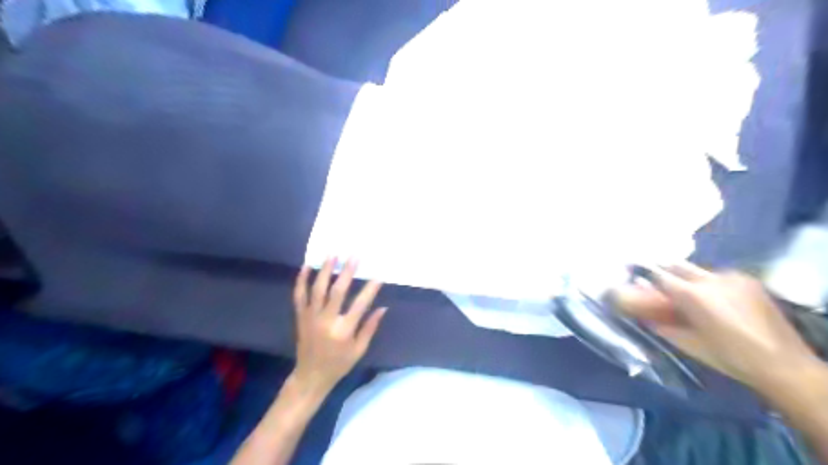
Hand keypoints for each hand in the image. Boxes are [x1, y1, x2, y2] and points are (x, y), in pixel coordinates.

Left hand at [291, 259, 388, 395]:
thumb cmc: (339, 364)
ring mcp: (310, 317)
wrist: (310, 376)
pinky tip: (306, 266)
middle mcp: (326, 321)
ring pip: (317, 289)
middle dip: (347, 272)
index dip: (370, 289)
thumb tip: (383, 307)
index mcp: (343, 331)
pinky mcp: (300, 316)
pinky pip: (299, 295)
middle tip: (354, 256)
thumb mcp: (359, 350)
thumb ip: (370, 327)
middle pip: (337, 291)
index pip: (359, 305)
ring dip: (325, 270)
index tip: (378, 276)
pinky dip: (301, 280)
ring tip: (332, 254)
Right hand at [610, 263, 815, 393]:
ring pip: (697, 269)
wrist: (783, 364)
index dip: (643, 273)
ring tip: (684, 290)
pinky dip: (707, 282)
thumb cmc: (727, 357)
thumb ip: (659, 322)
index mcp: (692, 295)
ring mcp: (731, 277)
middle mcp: (709, 279)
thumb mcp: (686, 343)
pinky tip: (712, 297)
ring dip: (685, 275)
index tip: (632, 271)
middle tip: (653, 276)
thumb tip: (639, 311)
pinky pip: (717, 275)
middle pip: (676, 265)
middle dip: (662, 268)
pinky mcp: (748, 280)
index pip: (658, 275)